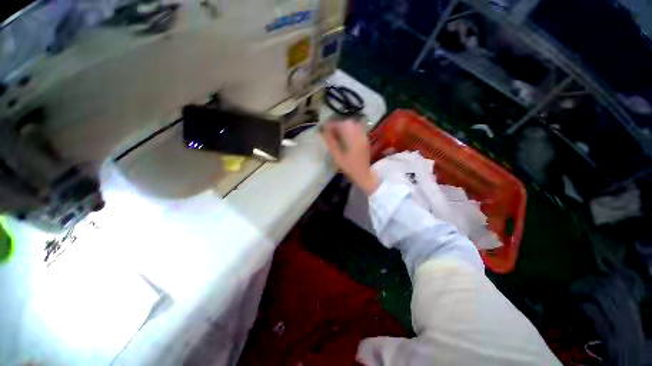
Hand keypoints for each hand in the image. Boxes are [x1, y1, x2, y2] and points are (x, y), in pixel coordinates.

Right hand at [321, 120, 379, 194]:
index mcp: (353, 139)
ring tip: (337, 133)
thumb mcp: (338, 157)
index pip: (342, 125)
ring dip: (344, 126)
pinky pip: (357, 129)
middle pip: (349, 123)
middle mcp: (360, 135)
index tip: (324, 127)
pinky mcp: (365, 140)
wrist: (364, 175)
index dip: (332, 125)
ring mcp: (364, 137)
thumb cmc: (350, 168)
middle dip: (338, 124)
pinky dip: (350, 130)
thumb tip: (323, 132)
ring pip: (354, 125)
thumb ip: (331, 143)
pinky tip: (345, 136)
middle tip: (330, 131)